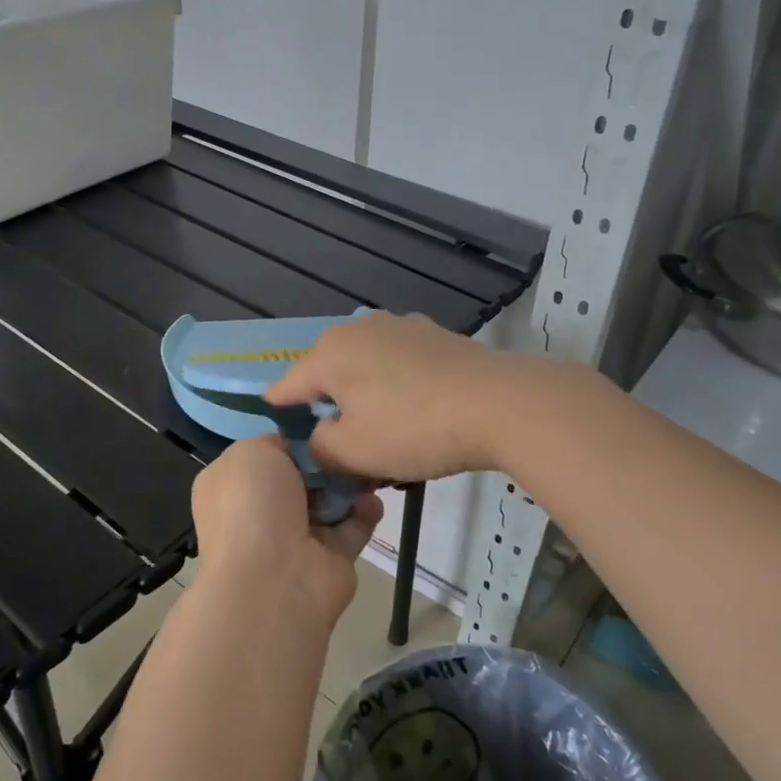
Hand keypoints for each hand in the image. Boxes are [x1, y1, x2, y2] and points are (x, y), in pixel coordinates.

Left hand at [190, 438, 381, 627]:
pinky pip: (353, 525)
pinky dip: (365, 510)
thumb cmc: (252, 506)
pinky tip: (371, 497)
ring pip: (330, 499)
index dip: (292, 440)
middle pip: (302, 475)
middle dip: (326, 459)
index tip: (320, 424)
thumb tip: (297, 450)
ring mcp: (296, 536)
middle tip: (349, 441)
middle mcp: (260, 510)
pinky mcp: (330, 557)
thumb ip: (275, 442)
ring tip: (365, 465)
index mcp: (232, 485)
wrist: (275, 580)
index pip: (265, 454)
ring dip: (350, 482)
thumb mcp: (251, 452)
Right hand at [265, 312, 532, 483]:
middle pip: (329, 377)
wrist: (499, 404)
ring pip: (367, 371)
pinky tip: (418, 418)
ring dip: (367, 401)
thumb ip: (319, 449)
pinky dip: (398, 391)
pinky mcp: (436, 337)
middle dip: (331, 411)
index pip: (286, 387)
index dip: (280, 416)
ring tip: (385, 439)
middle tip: (344, 452)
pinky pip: (400, 367)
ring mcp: (402, 328)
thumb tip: (322, 439)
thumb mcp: (352, 453)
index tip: (281, 440)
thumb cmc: (413, 428)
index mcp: (330, 352)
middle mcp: (360, 328)